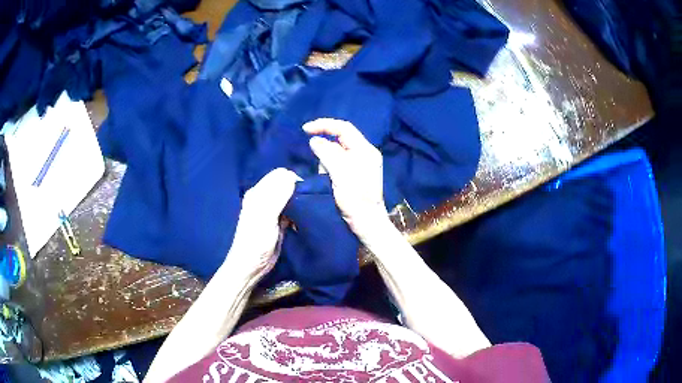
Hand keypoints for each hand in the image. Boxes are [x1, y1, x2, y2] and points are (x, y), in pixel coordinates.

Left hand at [225, 168, 298, 285]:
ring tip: (307, 212)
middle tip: (308, 202)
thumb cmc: (256, 242)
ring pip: (290, 197)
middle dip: (298, 190)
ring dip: (299, 202)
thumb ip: (277, 197)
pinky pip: (291, 210)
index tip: (305, 193)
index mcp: (258, 193)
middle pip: (285, 184)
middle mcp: (264, 198)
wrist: (251, 266)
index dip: (293, 180)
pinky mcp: (278, 222)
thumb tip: (293, 178)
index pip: (280, 175)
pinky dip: (298, 213)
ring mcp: (271, 210)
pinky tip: (301, 221)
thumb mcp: (265, 217)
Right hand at [303, 118, 388, 239]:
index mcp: (365, 150)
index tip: (305, 129)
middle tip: (320, 168)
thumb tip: (314, 140)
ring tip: (328, 180)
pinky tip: (330, 183)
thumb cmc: (356, 200)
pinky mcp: (353, 175)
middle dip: (325, 150)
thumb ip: (327, 154)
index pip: (343, 128)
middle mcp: (364, 153)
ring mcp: (360, 164)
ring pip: (335, 153)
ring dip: (326, 163)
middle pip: (339, 140)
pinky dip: (329, 171)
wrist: (367, 224)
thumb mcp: (340, 174)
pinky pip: (336, 165)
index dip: (323, 125)